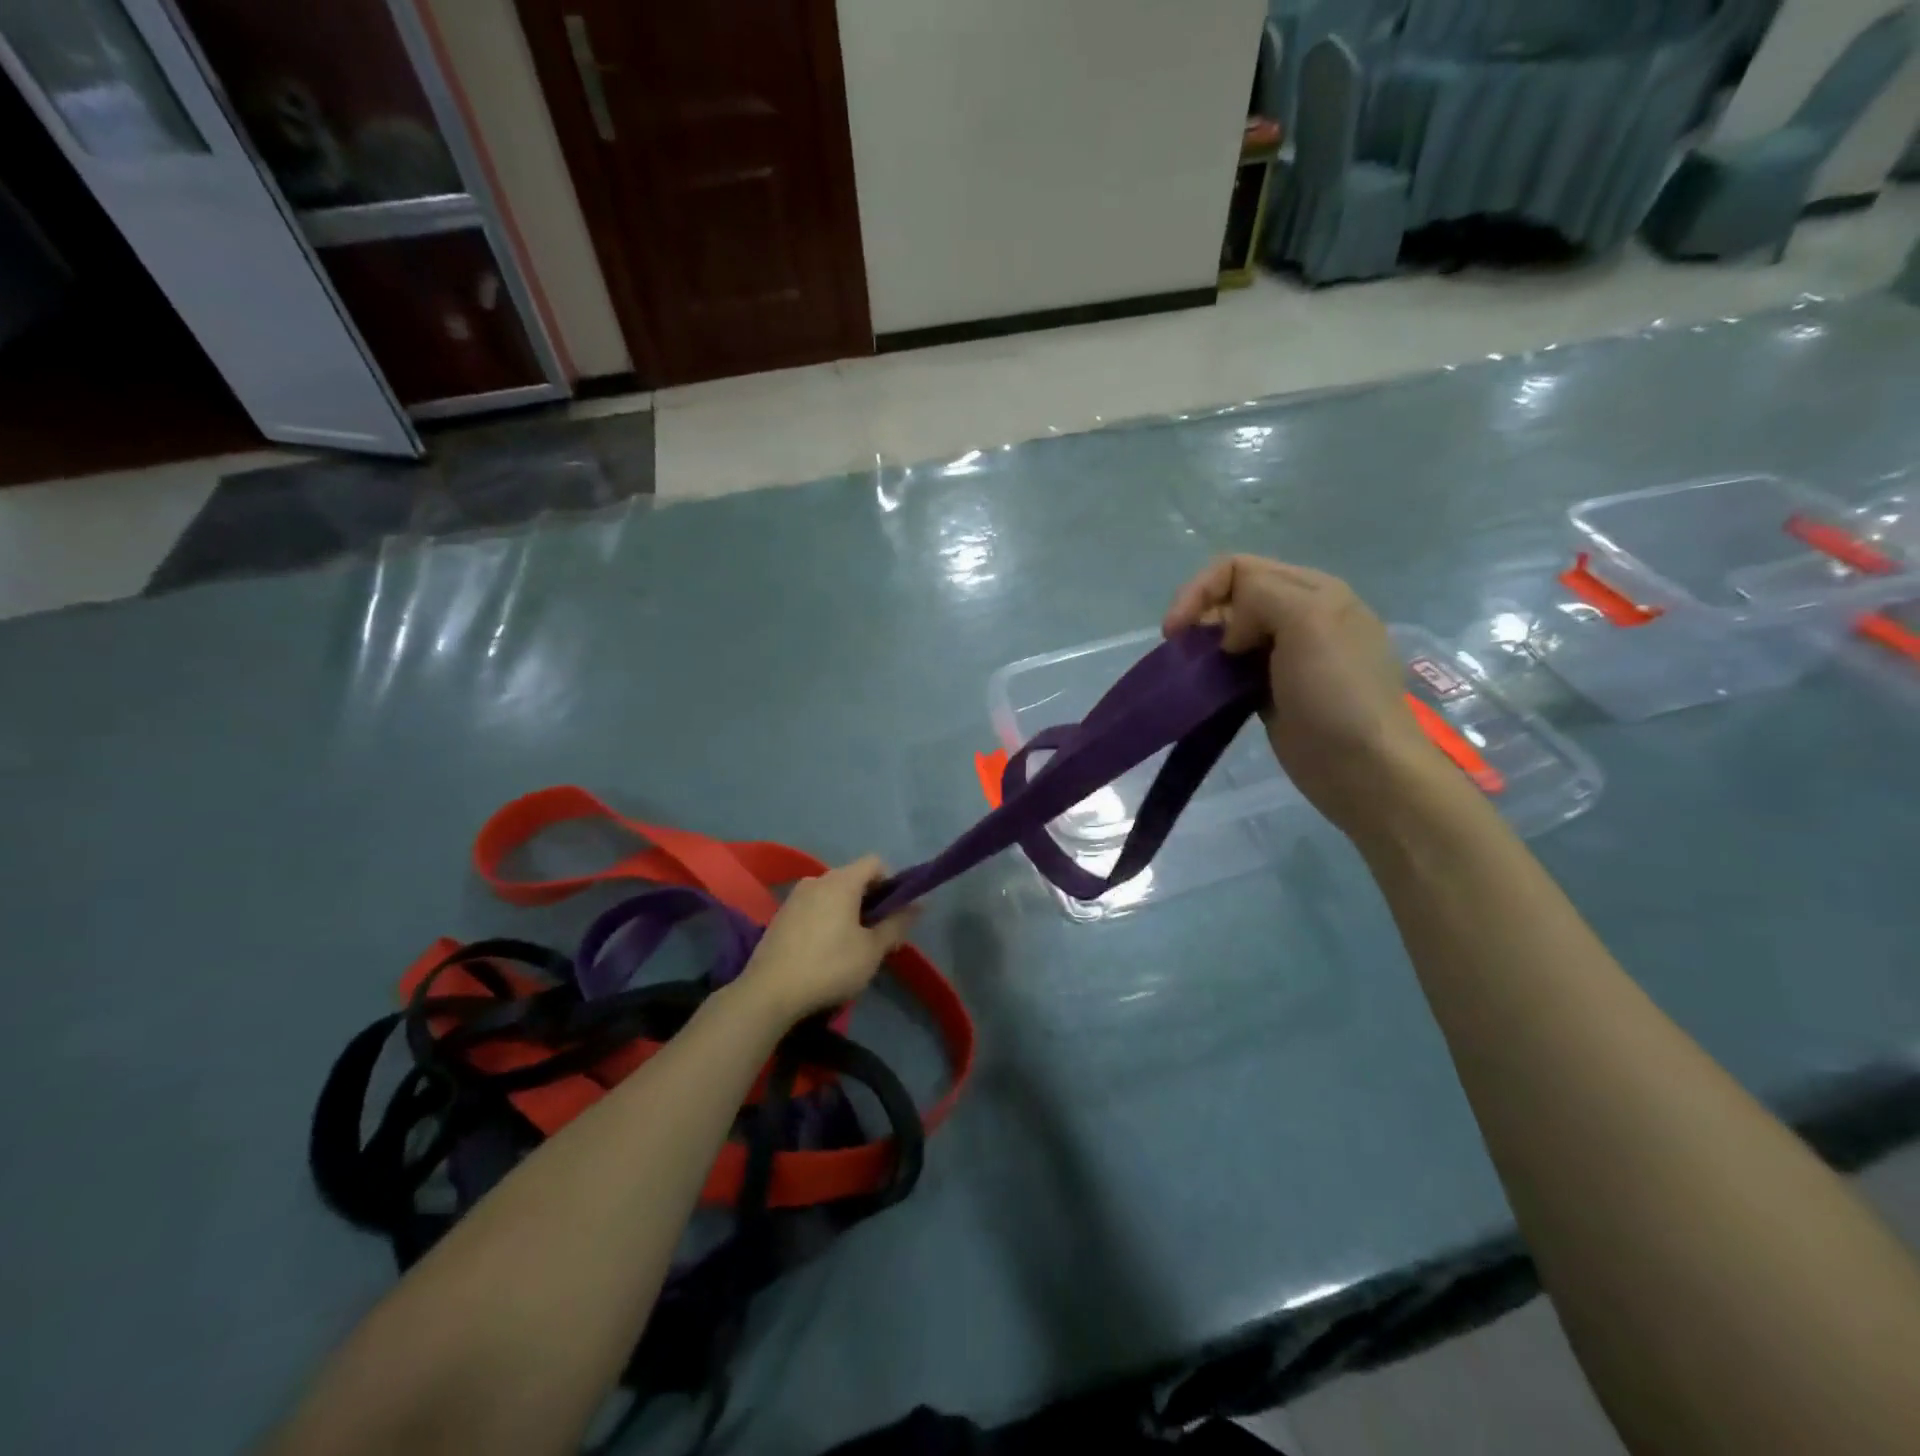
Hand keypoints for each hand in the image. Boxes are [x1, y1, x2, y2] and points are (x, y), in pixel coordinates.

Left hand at [736, 857, 916, 1024]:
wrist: (768, 993)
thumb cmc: (829, 966)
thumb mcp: (872, 950)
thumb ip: (897, 924)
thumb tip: (920, 904)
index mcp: (841, 881)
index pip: (875, 862)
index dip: (892, 882)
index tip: (895, 911)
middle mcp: (816, 879)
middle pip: (853, 878)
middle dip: (870, 900)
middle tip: (877, 934)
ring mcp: (794, 897)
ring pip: (832, 894)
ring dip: (847, 911)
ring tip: (851, 946)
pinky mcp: (780, 916)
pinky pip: (813, 907)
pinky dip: (826, 919)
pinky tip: (824, 951)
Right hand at [1164, 555, 1438, 836]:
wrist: (1364, 767)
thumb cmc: (1338, 691)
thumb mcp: (1309, 621)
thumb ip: (1261, 598)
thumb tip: (1230, 634)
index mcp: (1312, 590)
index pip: (1238, 567)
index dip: (1200, 590)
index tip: (1176, 629)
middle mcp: (1299, 617)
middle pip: (1230, 598)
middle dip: (1198, 617)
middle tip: (1181, 653)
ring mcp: (1286, 657)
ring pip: (1228, 635)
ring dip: (1202, 648)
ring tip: (1189, 673)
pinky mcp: (1272, 693)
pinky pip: (1232, 671)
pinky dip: (1212, 675)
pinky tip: (1205, 691)